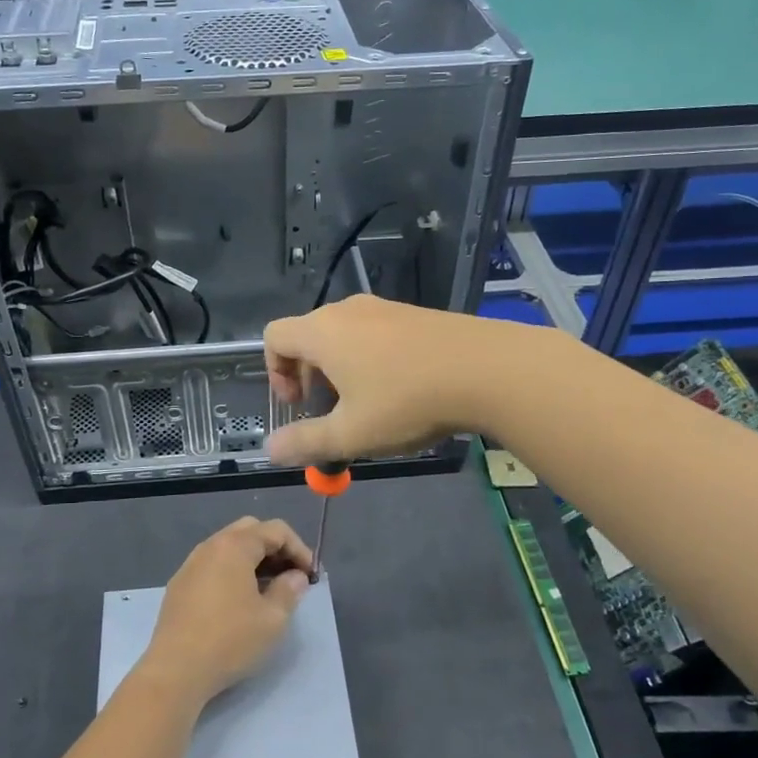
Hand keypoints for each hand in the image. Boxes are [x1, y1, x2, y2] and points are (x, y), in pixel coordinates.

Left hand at [140, 517, 312, 705]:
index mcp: (235, 546)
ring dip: (253, 559)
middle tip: (290, 575)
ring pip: (228, 547)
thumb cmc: (230, 640)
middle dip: (275, 547)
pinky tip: (238, 600)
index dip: (299, 548)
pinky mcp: (179, 585)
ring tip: (268, 588)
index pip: (275, 530)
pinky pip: (212, 565)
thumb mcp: (272, 619)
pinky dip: (232, 571)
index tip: (310, 575)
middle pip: (250, 531)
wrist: (175, 670)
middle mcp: (210, 546)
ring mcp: (191, 564)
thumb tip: (296, 576)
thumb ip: (289, 590)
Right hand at [263, 296, 503, 465]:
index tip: (298, 405)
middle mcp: (347, 310)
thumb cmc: (406, 401)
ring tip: (368, 407)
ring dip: (341, 371)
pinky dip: (371, 359)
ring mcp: (384, 308)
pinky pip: (374, 333)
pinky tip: (401, 390)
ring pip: (343, 336)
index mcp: (322, 332)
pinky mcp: (414, 314)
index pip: (274, 337)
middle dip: (309, 377)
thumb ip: (305, 443)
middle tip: (331, 413)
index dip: (275, 372)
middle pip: (308, 336)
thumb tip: (270, 450)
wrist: (487, 368)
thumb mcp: (351, 433)